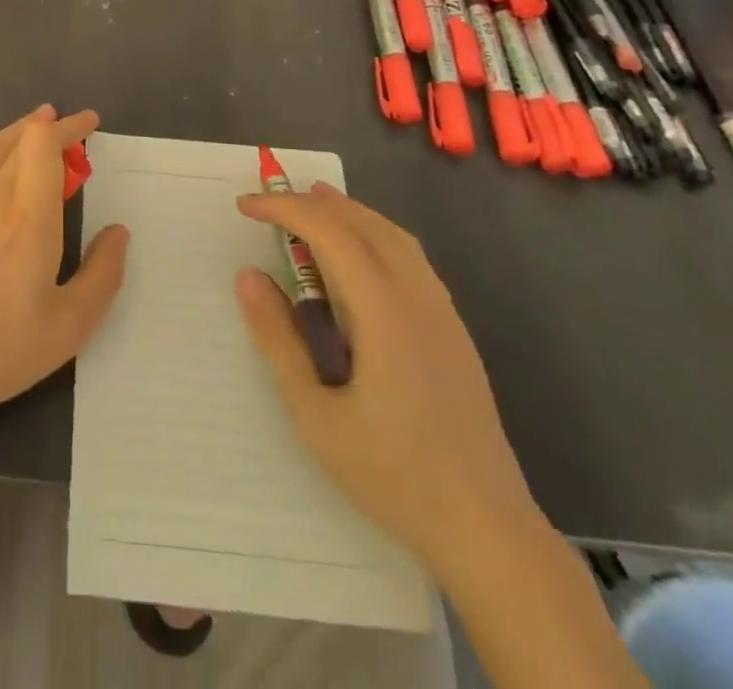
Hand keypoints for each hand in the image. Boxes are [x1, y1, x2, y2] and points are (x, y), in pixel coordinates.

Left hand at [0, 106, 127, 462]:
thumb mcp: (67, 329)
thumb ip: (101, 275)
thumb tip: (118, 231)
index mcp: (31, 220)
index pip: (46, 147)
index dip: (68, 127)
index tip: (87, 124)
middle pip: (18, 143)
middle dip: (46, 127)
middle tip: (63, 127)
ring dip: (12, 132)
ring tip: (31, 126)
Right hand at [234, 183, 542, 582]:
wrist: (487, 529)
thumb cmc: (392, 474)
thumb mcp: (315, 415)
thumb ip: (278, 340)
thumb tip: (248, 275)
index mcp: (384, 311)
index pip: (329, 232)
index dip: (284, 209)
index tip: (245, 205)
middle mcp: (418, 296)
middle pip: (363, 222)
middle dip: (312, 202)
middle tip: (268, 203)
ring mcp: (443, 311)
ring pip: (393, 235)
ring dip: (348, 212)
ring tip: (311, 206)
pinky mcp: (454, 329)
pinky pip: (410, 257)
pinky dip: (374, 234)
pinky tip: (358, 255)